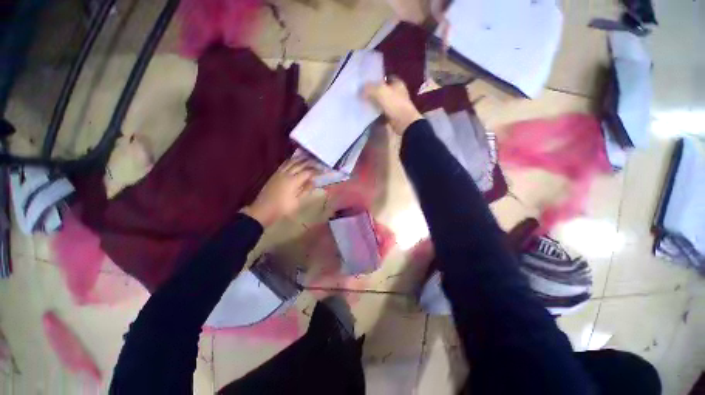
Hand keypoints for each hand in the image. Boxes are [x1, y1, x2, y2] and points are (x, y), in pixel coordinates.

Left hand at [241, 158, 317, 226]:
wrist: (263, 210)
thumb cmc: (282, 208)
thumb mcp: (297, 202)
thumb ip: (305, 190)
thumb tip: (313, 181)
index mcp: (294, 181)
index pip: (307, 172)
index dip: (316, 171)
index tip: (322, 170)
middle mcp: (287, 174)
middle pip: (300, 164)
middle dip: (310, 162)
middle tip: (317, 162)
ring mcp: (280, 173)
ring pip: (291, 162)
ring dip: (301, 159)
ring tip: (308, 158)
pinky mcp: (275, 174)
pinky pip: (285, 164)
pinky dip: (291, 161)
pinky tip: (294, 161)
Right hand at [363, 77, 422, 134]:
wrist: (404, 124)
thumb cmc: (395, 104)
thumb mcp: (380, 92)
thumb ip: (369, 88)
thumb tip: (360, 89)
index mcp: (397, 83)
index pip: (386, 78)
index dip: (377, 79)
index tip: (366, 83)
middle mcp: (398, 93)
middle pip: (383, 91)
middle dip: (374, 93)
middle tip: (362, 95)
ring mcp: (396, 106)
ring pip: (382, 103)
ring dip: (375, 105)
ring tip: (363, 105)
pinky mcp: (393, 117)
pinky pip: (382, 115)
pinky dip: (377, 116)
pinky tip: (369, 116)